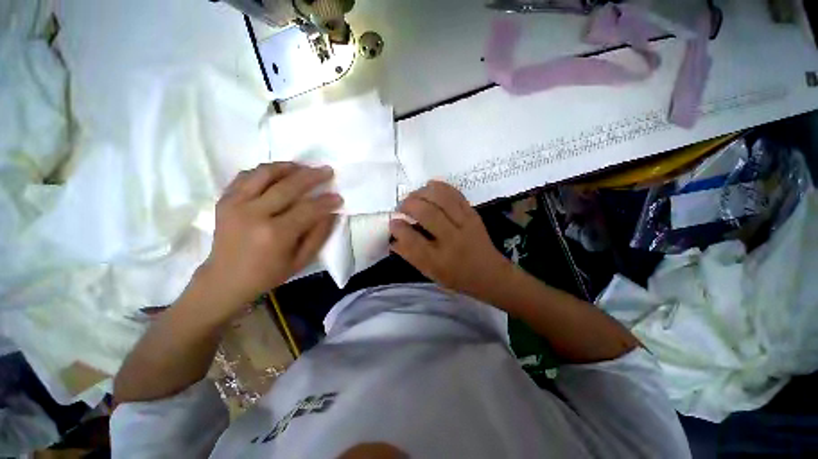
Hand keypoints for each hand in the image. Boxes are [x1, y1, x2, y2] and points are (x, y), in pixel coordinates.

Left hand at [195, 163, 341, 313]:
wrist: (225, 279)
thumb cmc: (268, 274)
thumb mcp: (301, 260)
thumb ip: (319, 235)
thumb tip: (331, 213)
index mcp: (275, 234)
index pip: (308, 209)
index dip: (326, 201)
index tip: (338, 197)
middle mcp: (254, 214)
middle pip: (288, 186)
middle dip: (312, 176)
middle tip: (327, 170)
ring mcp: (235, 204)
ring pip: (265, 174)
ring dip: (288, 167)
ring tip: (303, 167)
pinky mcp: (225, 200)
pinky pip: (246, 176)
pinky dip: (264, 171)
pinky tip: (278, 173)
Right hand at [389, 181, 513, 299]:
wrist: (490, 274)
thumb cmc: (457, 277)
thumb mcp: (430, 273)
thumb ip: (410, 256)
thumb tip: (393, 238)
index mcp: (439, 261)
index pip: (412, 241)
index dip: (398, 228)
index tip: (392, 222)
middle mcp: (452, 241)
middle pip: (427, 214)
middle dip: (409, 205)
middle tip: (401, 207)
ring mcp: (465, 225)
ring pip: (442, 199)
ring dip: (423, 192)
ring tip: (413, 196)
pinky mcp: (473, 214)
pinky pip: (455, 194)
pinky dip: (440, 186)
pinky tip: (429, 186)